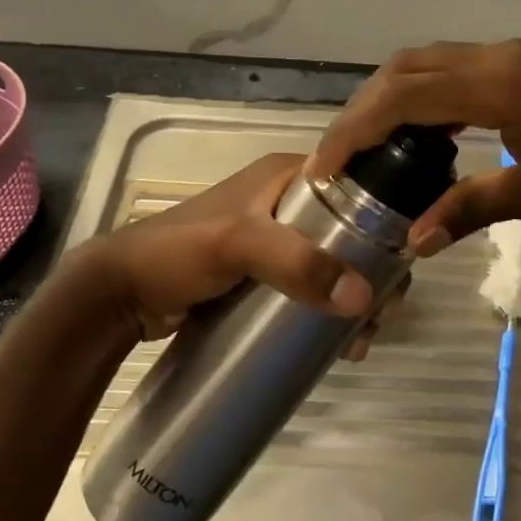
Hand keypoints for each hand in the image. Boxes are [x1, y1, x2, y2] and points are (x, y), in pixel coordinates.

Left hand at [71, 154, 405, 355]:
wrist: (120, 294)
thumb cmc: (178, 251)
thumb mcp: (238, 244)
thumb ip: (297, 264)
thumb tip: (363, 298)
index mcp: (287, 176)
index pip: (355, 189)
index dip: (383, 225)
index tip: (400, 271)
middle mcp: (286, 202)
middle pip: (349, 234)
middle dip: (372, 275)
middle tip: (381, 318)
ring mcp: (274, 241)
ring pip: (332, 265)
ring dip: (353, 298)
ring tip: (359, 342)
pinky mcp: (262, 275)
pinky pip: (309, 287)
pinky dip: (327, 310)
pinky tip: (337, 344)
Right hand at [308, 39, 520, 253]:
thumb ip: (470, 209)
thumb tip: (412, 240)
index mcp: (497, 86)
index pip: (401, 98)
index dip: (354, 130)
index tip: (323, 168)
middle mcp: (498, 57)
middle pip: (406, 68)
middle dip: (364, 109)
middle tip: (341, 156)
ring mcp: (517, 55)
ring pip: (432, 62)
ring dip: (394, 97)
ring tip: (374, 146)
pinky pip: (460, 69)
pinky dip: (429, 94)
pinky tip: (431, 132)